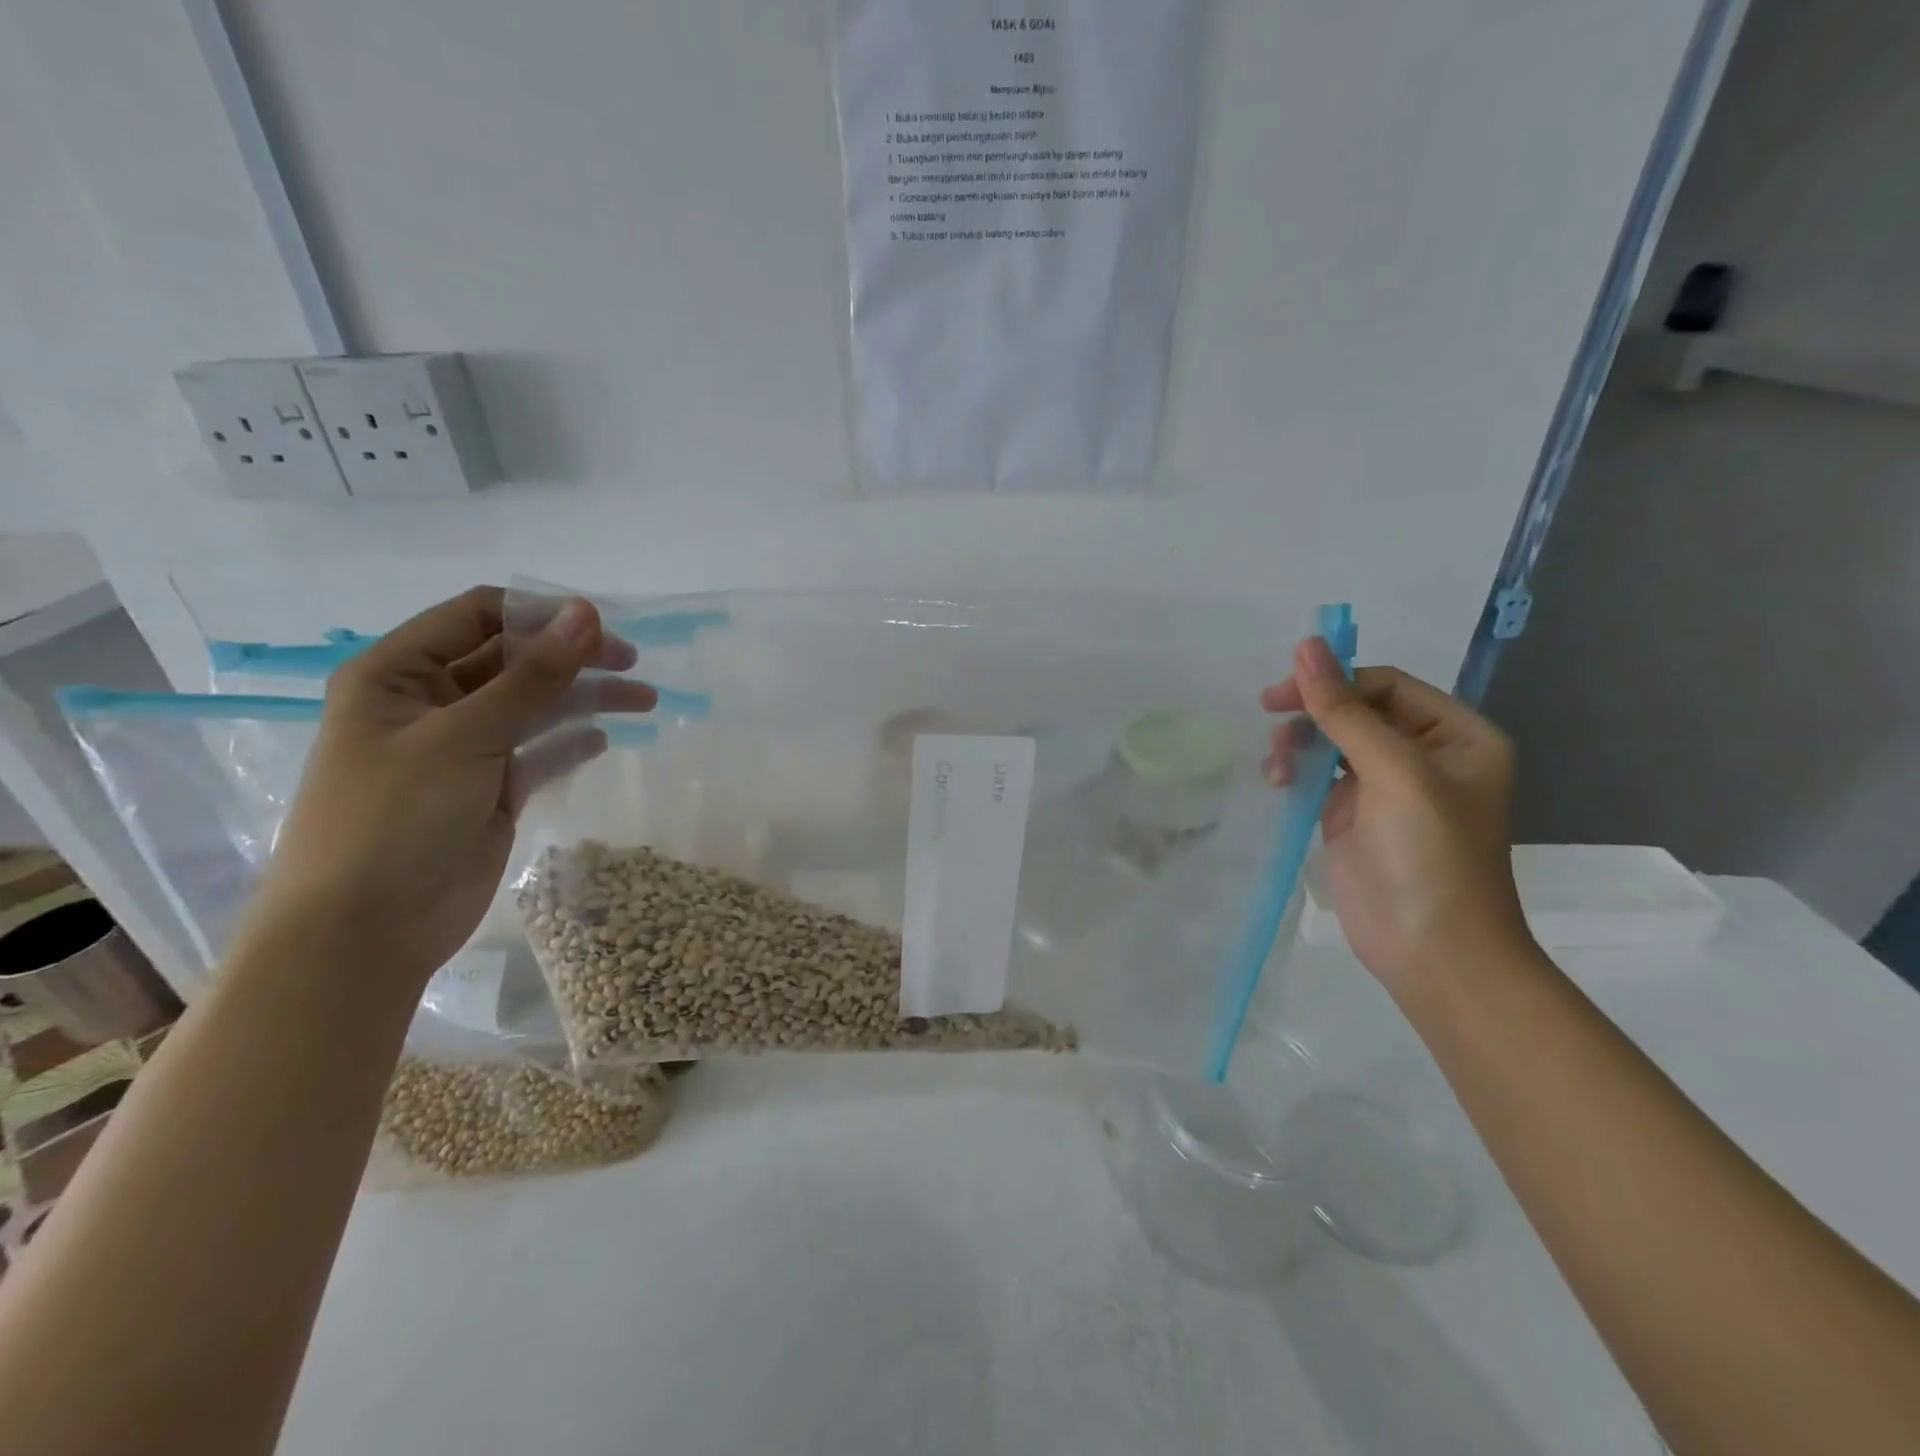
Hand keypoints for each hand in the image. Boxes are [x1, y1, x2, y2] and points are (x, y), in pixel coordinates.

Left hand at [240, 587, 654, 982]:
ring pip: (534, 706)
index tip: (601, 626)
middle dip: (572, 657)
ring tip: (644, 701)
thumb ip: (533, 676)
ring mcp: (462, 748)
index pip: (477, 615)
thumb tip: (588, 613)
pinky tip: (604, 741)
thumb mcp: (465, 736)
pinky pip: (538, 751)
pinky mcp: (490, 788)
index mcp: (398, 673)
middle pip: (513, 660)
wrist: (366, 931)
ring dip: (585, 699)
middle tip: (632, 664)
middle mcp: (430, 702)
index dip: (539, 614)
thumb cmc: (395, 817)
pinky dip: (570, 743)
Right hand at [1261, 637, 1528, 999]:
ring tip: (1276, 768)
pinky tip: (1278, 783)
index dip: (1336, 682)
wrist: (1432, 952)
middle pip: (1357, 709)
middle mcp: (1425, 755)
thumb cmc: (1429, 856)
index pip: (1387, 686)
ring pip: (1332, 741)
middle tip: (1269, 718)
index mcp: (1457, 736)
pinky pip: (1319, 776)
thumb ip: (1345, 711)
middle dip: (1313, 714)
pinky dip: (1295, 773)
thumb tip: (1307, 645)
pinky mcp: (1354, 816)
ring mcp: (1387, 787)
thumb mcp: (1393, 773)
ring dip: (1299, 744)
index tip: (1282, 694)